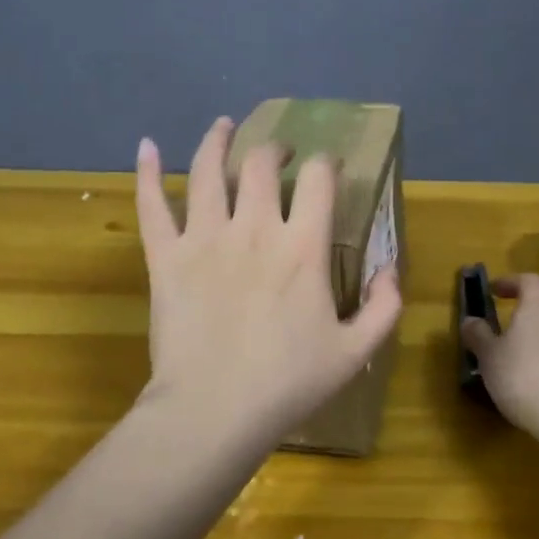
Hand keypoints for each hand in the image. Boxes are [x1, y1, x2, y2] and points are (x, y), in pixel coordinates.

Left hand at [135, 117, 402, 436]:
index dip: (325, 163)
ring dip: (217, 140)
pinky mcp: (165, 257)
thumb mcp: (355, 352)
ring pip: (207, 170)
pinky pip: (152, 206)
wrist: (214, 413)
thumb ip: (384, 307)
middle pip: (261, 164)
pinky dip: (146, 172)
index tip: (327, 166)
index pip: (318, 180)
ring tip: (223, 125)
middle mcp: (254, 228)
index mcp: (302, 247)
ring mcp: (204, 239)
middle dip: (274, 149)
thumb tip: (391, 268)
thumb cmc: (287, 384)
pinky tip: (146, 146)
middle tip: (279, 154)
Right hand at [461, 273, 538, 435]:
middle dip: (523, 328)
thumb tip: (470, 320)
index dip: (512, 282)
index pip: (531, 282)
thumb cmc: (523, 378)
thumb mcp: (489, 358)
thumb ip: (478, 336)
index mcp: (537, 313)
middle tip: (502, 348)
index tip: (495, 292)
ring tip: (520, 380)